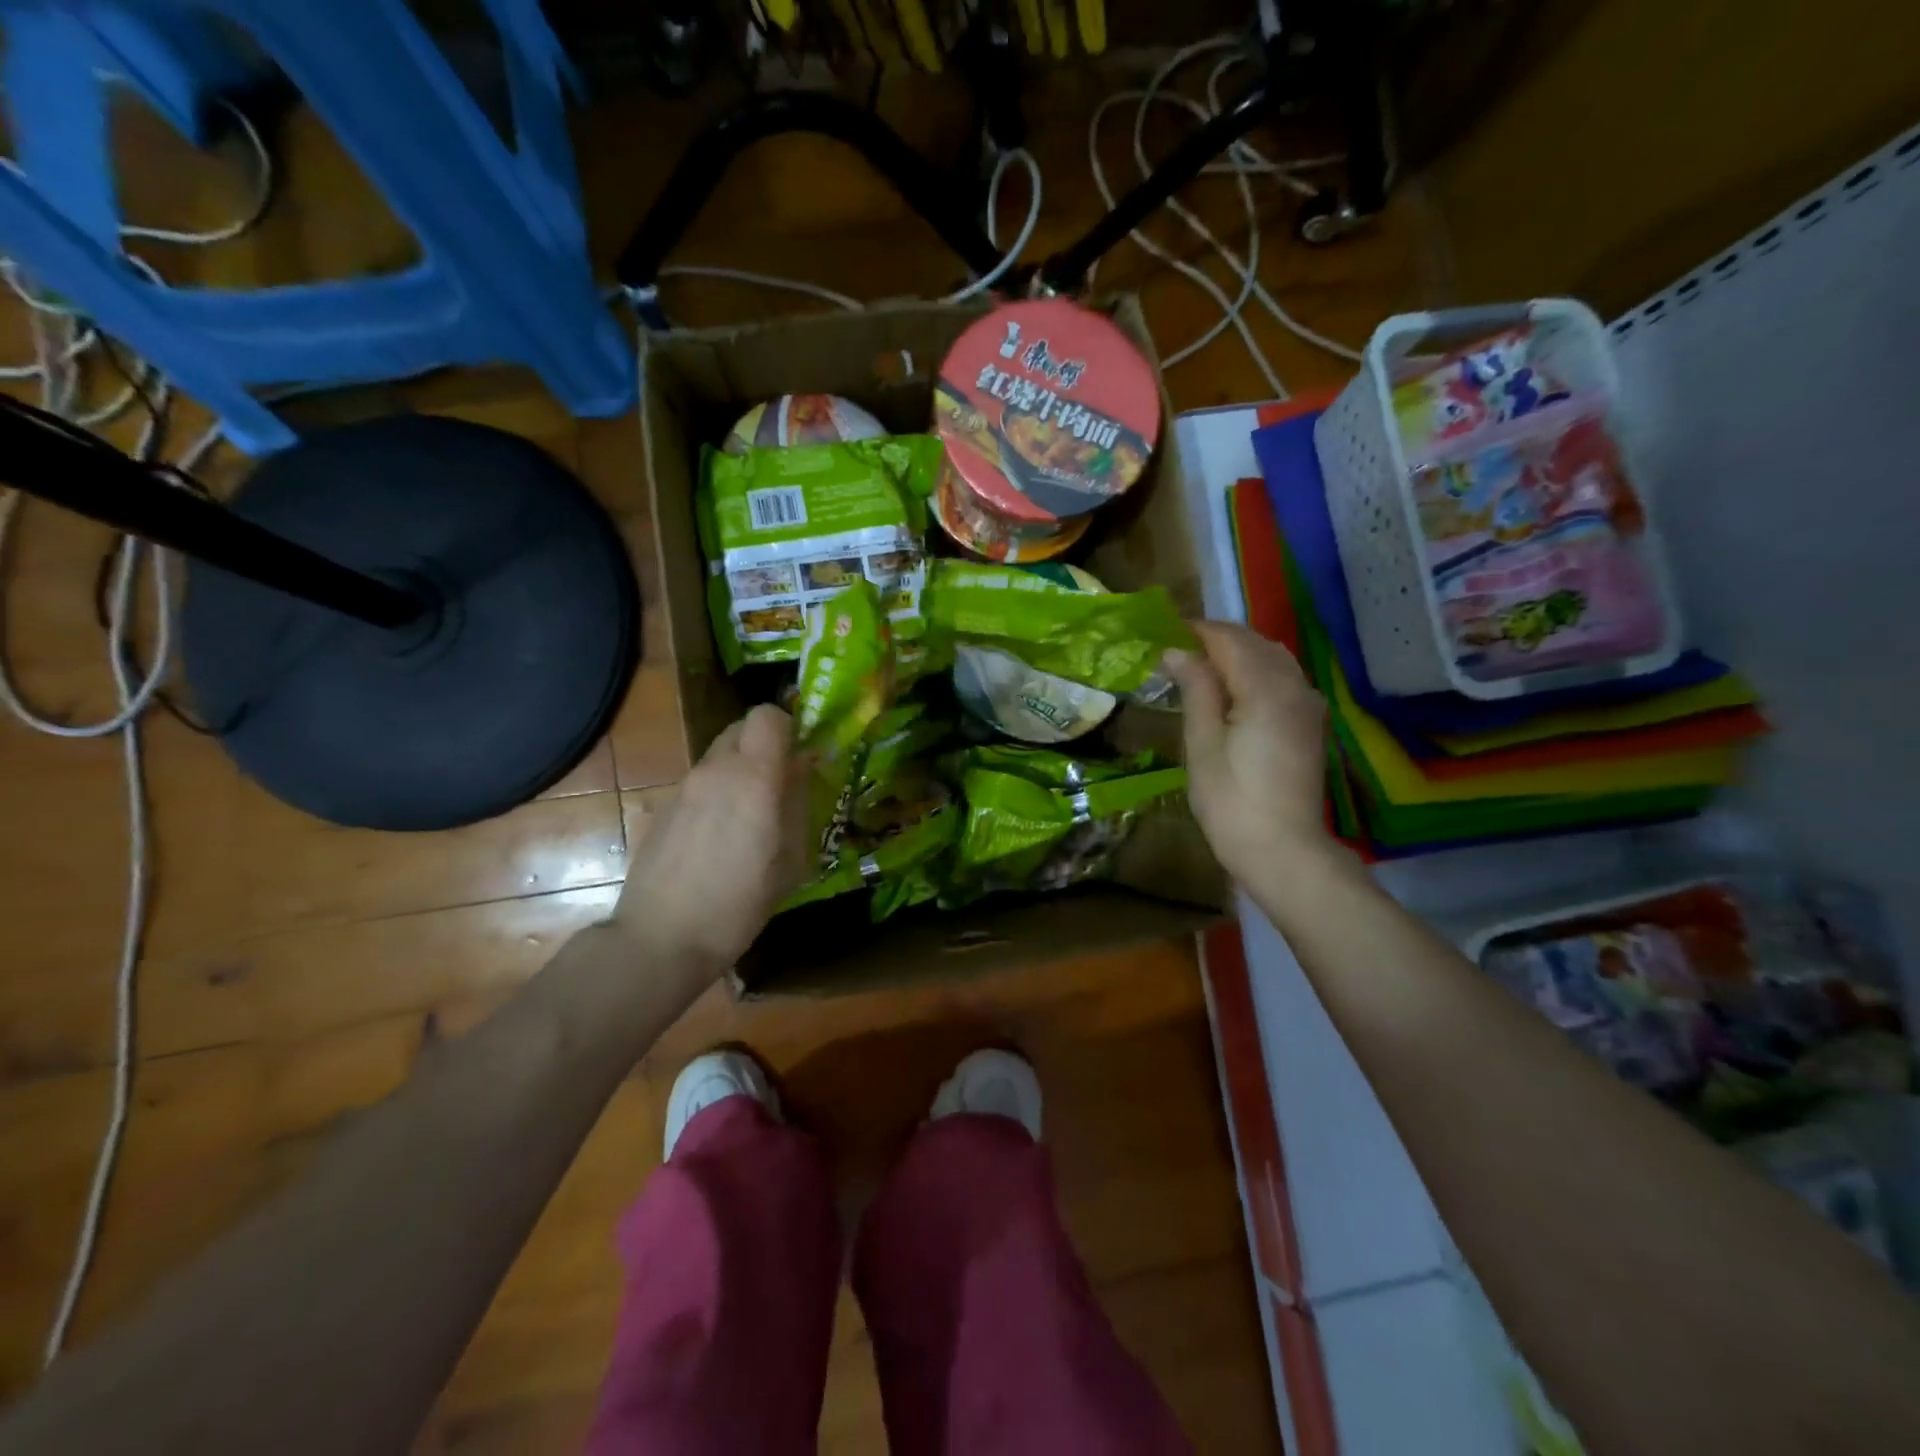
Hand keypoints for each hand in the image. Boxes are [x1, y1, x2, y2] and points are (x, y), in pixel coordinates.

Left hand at [615, 704, 809, 971]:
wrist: (661, 939)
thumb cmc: (740, 903)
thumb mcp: (791, 859)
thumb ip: (798, 803)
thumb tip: (802, 768)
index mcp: (753, 778)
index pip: (768, 715)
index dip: (788, 727)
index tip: (801, 755)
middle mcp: (715, 771)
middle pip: (741, 728)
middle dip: (765, 746)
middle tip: (780, 784)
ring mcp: (684, 788)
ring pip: (720, 757)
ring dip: (740, 771)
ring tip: (751, 818)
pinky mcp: (663, 809)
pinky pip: (701, 784)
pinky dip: (718, 794)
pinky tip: (720, 839)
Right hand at [1162, 621, 1341, 886]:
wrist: (1283, 850)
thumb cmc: (1231, 800)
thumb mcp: (1202, 743)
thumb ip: (1196, 689)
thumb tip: (1178, 652)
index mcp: (1266, 687)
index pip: (1229, 639)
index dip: (1196, 631)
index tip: (1164, 634)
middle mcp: (1295, 686)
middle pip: (1255, 643)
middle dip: (1217, 639)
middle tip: (1177, 650)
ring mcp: (1308, 705)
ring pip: (1273, 658)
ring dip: (1238, 653)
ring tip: (1201, 667)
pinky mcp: (1310, 724)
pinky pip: (1284, 678)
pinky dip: (1257, 671)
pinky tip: (1234, 689)